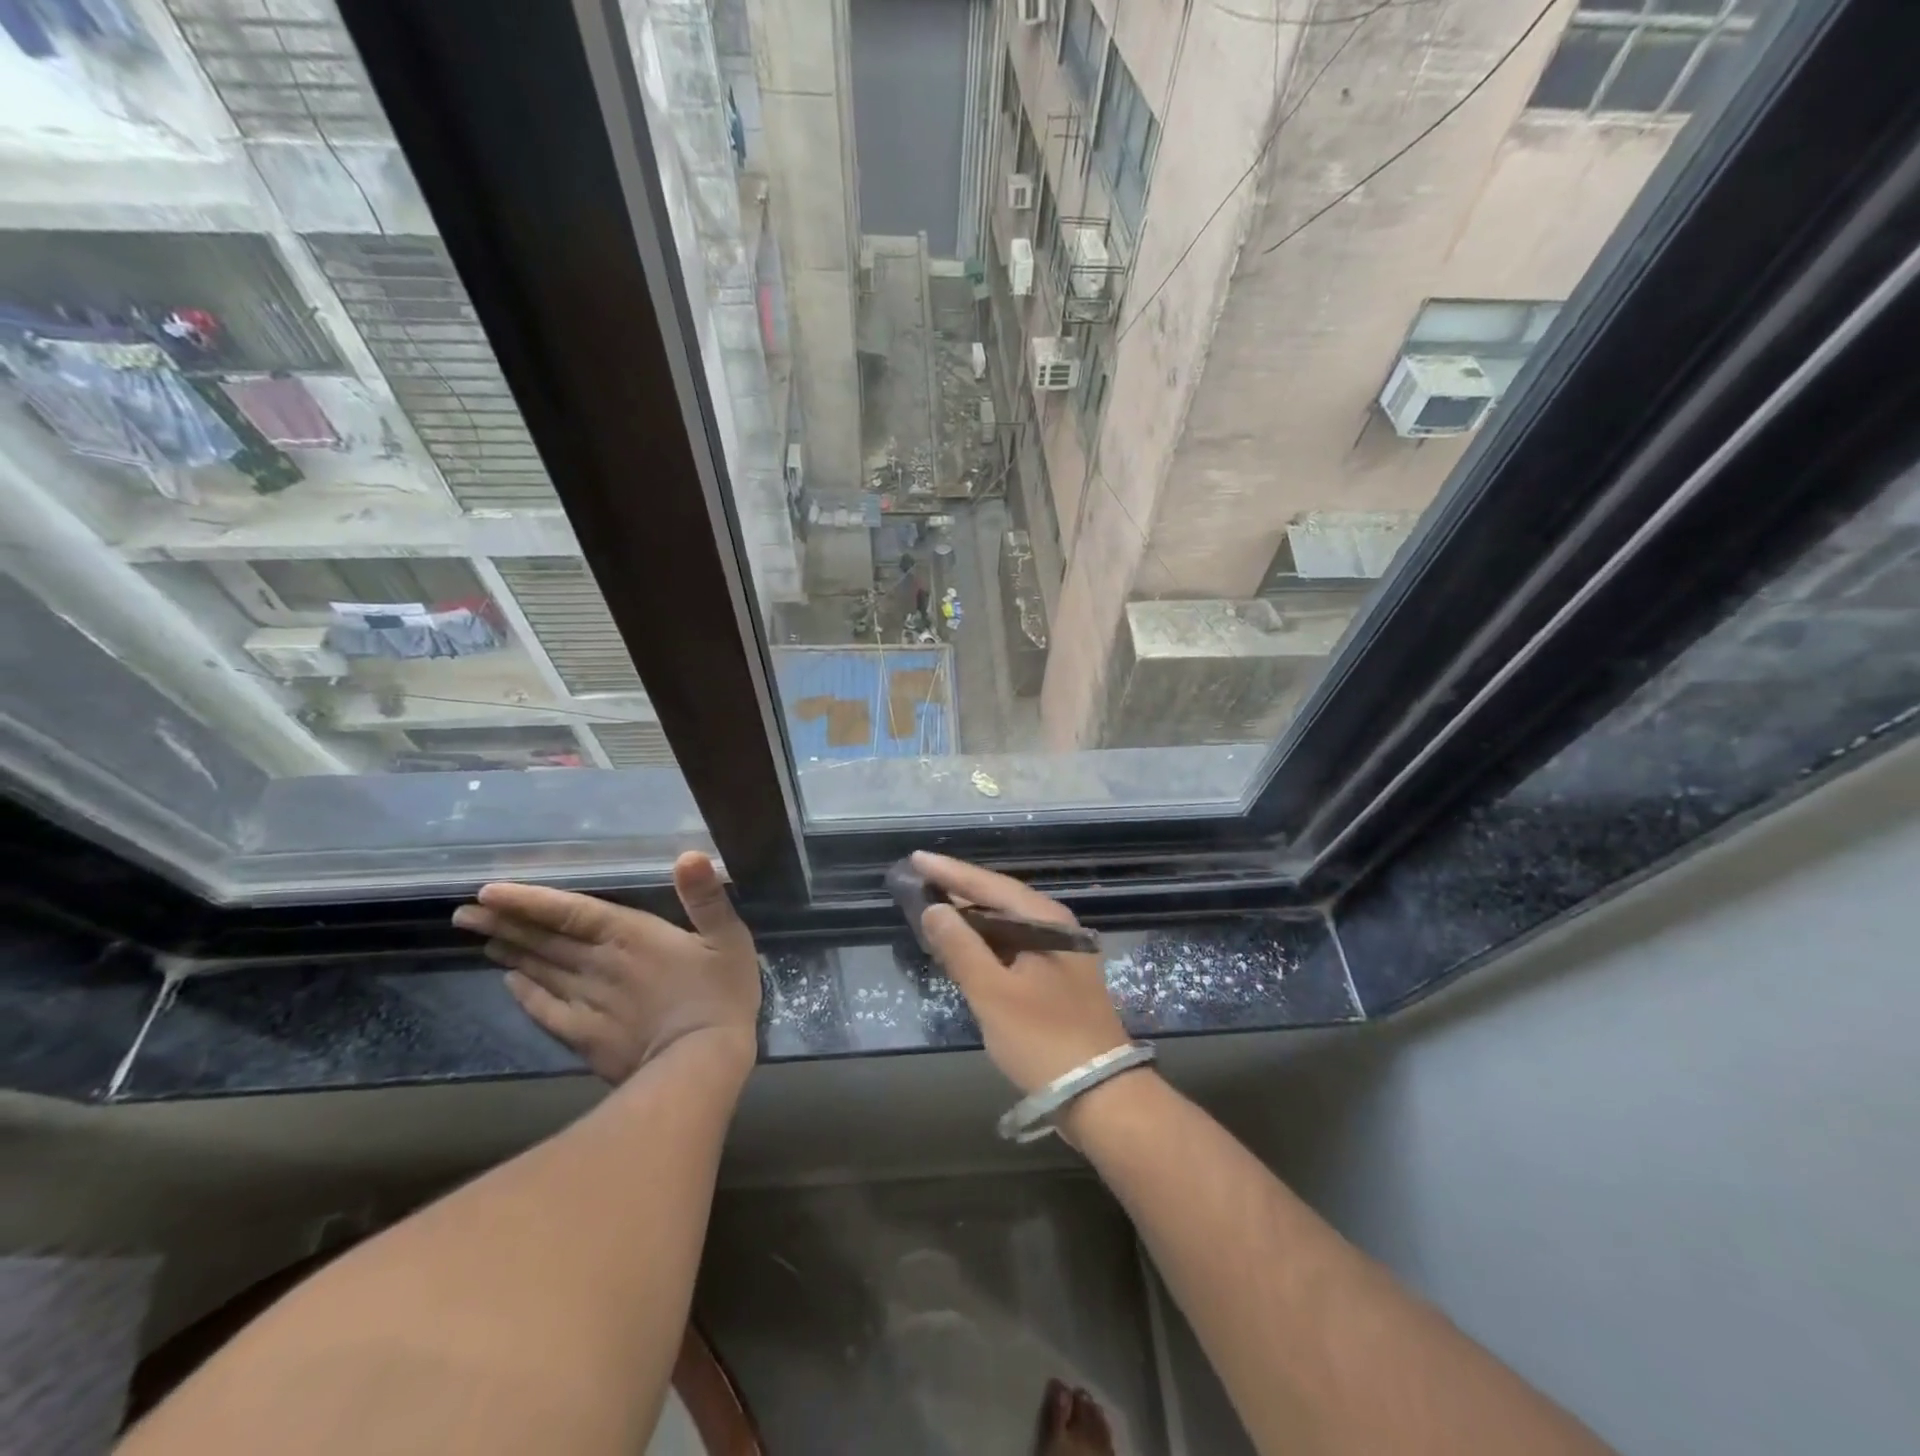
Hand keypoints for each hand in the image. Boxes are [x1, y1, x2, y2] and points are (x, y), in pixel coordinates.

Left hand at [452, 851, 760, 1083]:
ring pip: (540, 971)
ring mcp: (587, 1003)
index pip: (570, 911)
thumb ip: (707, 897)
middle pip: (544, 940)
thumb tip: (689, 855)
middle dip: (504, 923)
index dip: (529, 901)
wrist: (700, 1065)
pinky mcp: (585, 1036)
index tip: (487, 891)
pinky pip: (546, 1010)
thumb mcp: (728, 938)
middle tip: (464, 912)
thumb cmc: (720, 994)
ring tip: (482, 937)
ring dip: (510, 953)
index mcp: (631, 936)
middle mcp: (599, 965)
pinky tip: (511, 983)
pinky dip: (525, 994)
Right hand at [911, 851, 1129, 1096]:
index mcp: (1046, 921)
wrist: (1100, 1095)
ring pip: (1006, 925)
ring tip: (933, 909)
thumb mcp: (993, 993)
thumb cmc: (1043, 1038)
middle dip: (959, 891)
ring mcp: (1059, 955)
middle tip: (920, 881)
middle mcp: (1056, 928)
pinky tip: (964, 949)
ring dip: (971, 918)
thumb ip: (961, 947)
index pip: (990, 885)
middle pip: (1000, 900)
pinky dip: (985, 944)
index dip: (951, 872)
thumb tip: (933, 908)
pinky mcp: (1055, 981)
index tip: (916, 858)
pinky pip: (1013, 947)